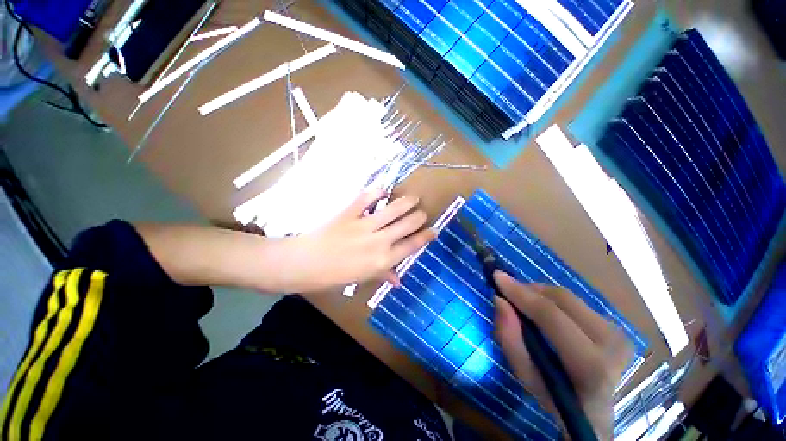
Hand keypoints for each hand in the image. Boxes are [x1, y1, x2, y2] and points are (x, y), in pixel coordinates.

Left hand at [285, 189, 435, 292]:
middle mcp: (379, 242)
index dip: (425, 236)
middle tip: (422, 213)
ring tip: (414, 198)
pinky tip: (383, 190)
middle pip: (408, 225)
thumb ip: (383, 276)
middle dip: (419, 217)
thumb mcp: (361, 279)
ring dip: (407, 202)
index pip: (412, 245)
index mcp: (383, 261)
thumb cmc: (334, 276)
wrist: (304, 264)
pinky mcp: (349, 213)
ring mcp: (364, 225)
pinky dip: (377, 192)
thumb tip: (398, 280)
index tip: (433, 230)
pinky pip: (367, 198)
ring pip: (394, 209)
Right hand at [493, 272, 631, 439]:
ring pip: (568, 297)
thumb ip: (510, 339)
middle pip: (562, 300)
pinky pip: (576, 301)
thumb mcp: (525, 376)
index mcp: (591, 366)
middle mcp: (611, 344)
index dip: (522, 294)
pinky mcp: (617, 326)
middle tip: (508, 290)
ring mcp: (619, 333)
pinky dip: (552, 299)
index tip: (497, 276)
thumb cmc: (554, 396)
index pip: (552, 317)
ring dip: (540, 293)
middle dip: (529, 290)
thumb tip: (499, 300)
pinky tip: (543, 308)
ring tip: (524, 301)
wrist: (594, 410)